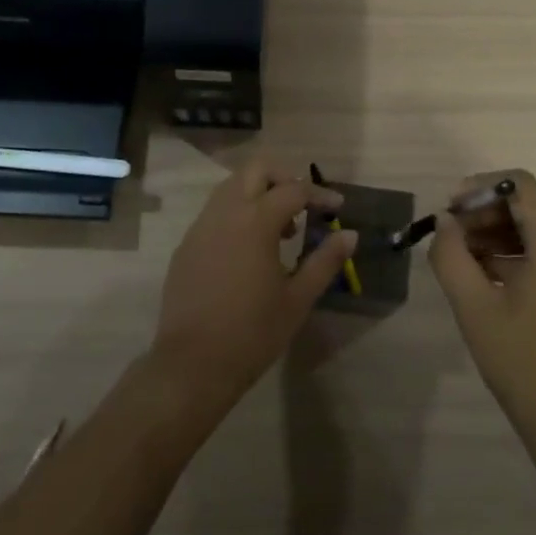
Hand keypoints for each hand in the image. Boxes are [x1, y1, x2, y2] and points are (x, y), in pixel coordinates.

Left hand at [150, 158, 355, 418]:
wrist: (192, 364)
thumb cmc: (252, 332)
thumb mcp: (297, 298)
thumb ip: (324, 260)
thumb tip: (349, 234)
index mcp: (255, 221)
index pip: (293, 190)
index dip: (319, 195)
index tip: (337, 207)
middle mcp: (225, 212)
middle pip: (255, 170)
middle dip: (283, 178)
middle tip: (302, 206)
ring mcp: (201, 226)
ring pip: (231, 187)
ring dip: (258, 194)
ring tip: (278, 231)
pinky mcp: (186, 245)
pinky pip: (215, 212)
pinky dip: (237, 214)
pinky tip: (248, 251)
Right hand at [429, 171, 535, 481]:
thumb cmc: (526, 367)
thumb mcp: (474, 309)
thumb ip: (451, 255)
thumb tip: (446, 222)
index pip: (519, 184)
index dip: (480, 186)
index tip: (450, 210)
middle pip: (528, 207)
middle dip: (484, 214)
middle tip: (449, 239)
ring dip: (498, 237)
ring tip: (462, 262)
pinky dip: (517, 257)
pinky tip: (488, 282)